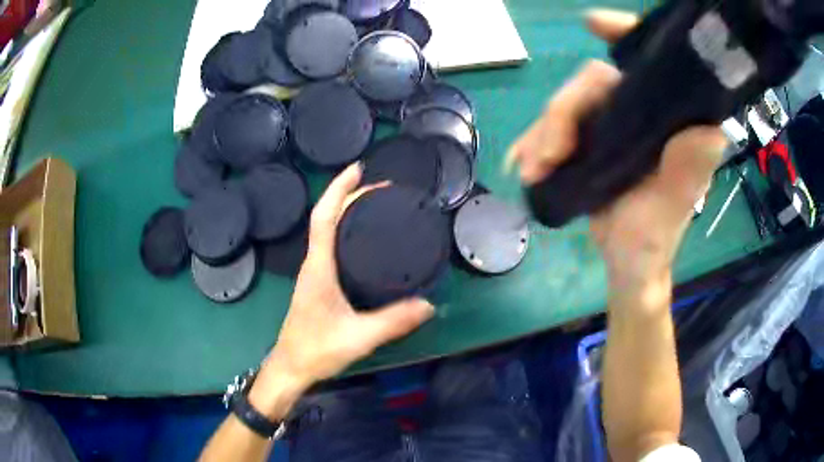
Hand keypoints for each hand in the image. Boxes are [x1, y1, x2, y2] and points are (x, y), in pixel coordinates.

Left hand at [249, 164, 434, 418]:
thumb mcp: (359, 337)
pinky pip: (330, 246)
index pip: (323, 217)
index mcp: (318, 267)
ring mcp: (314, 273)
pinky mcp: (318, 283)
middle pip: (325, 217)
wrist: (291, 367)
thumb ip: (394, 321)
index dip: (339, 190)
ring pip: (326, 230)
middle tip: (380, 187)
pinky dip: (345, 230)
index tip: (358, 170)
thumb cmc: (317, 350)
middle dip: (348, 194)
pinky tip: (364, 239)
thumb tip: (429, 305)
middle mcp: (313, 263)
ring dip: (345, 210)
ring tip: (374, 204)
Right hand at [507, 9, 726, 291]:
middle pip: (595, 84)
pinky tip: (521, 163)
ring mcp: (614, 124)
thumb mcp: (670, 214)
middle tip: (545, 157)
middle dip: (562, 114)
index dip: (628, 35)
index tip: (594, 24)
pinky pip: (556, 127)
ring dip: (542, 134)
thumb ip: (687, 177)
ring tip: (529, 171)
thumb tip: (709, 133)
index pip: (655, 65)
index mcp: (671, 123)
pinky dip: (534, 141)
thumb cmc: (652, 243)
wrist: (627, 264)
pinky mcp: (592, 138)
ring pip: (569, 104)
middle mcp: (644, 113)